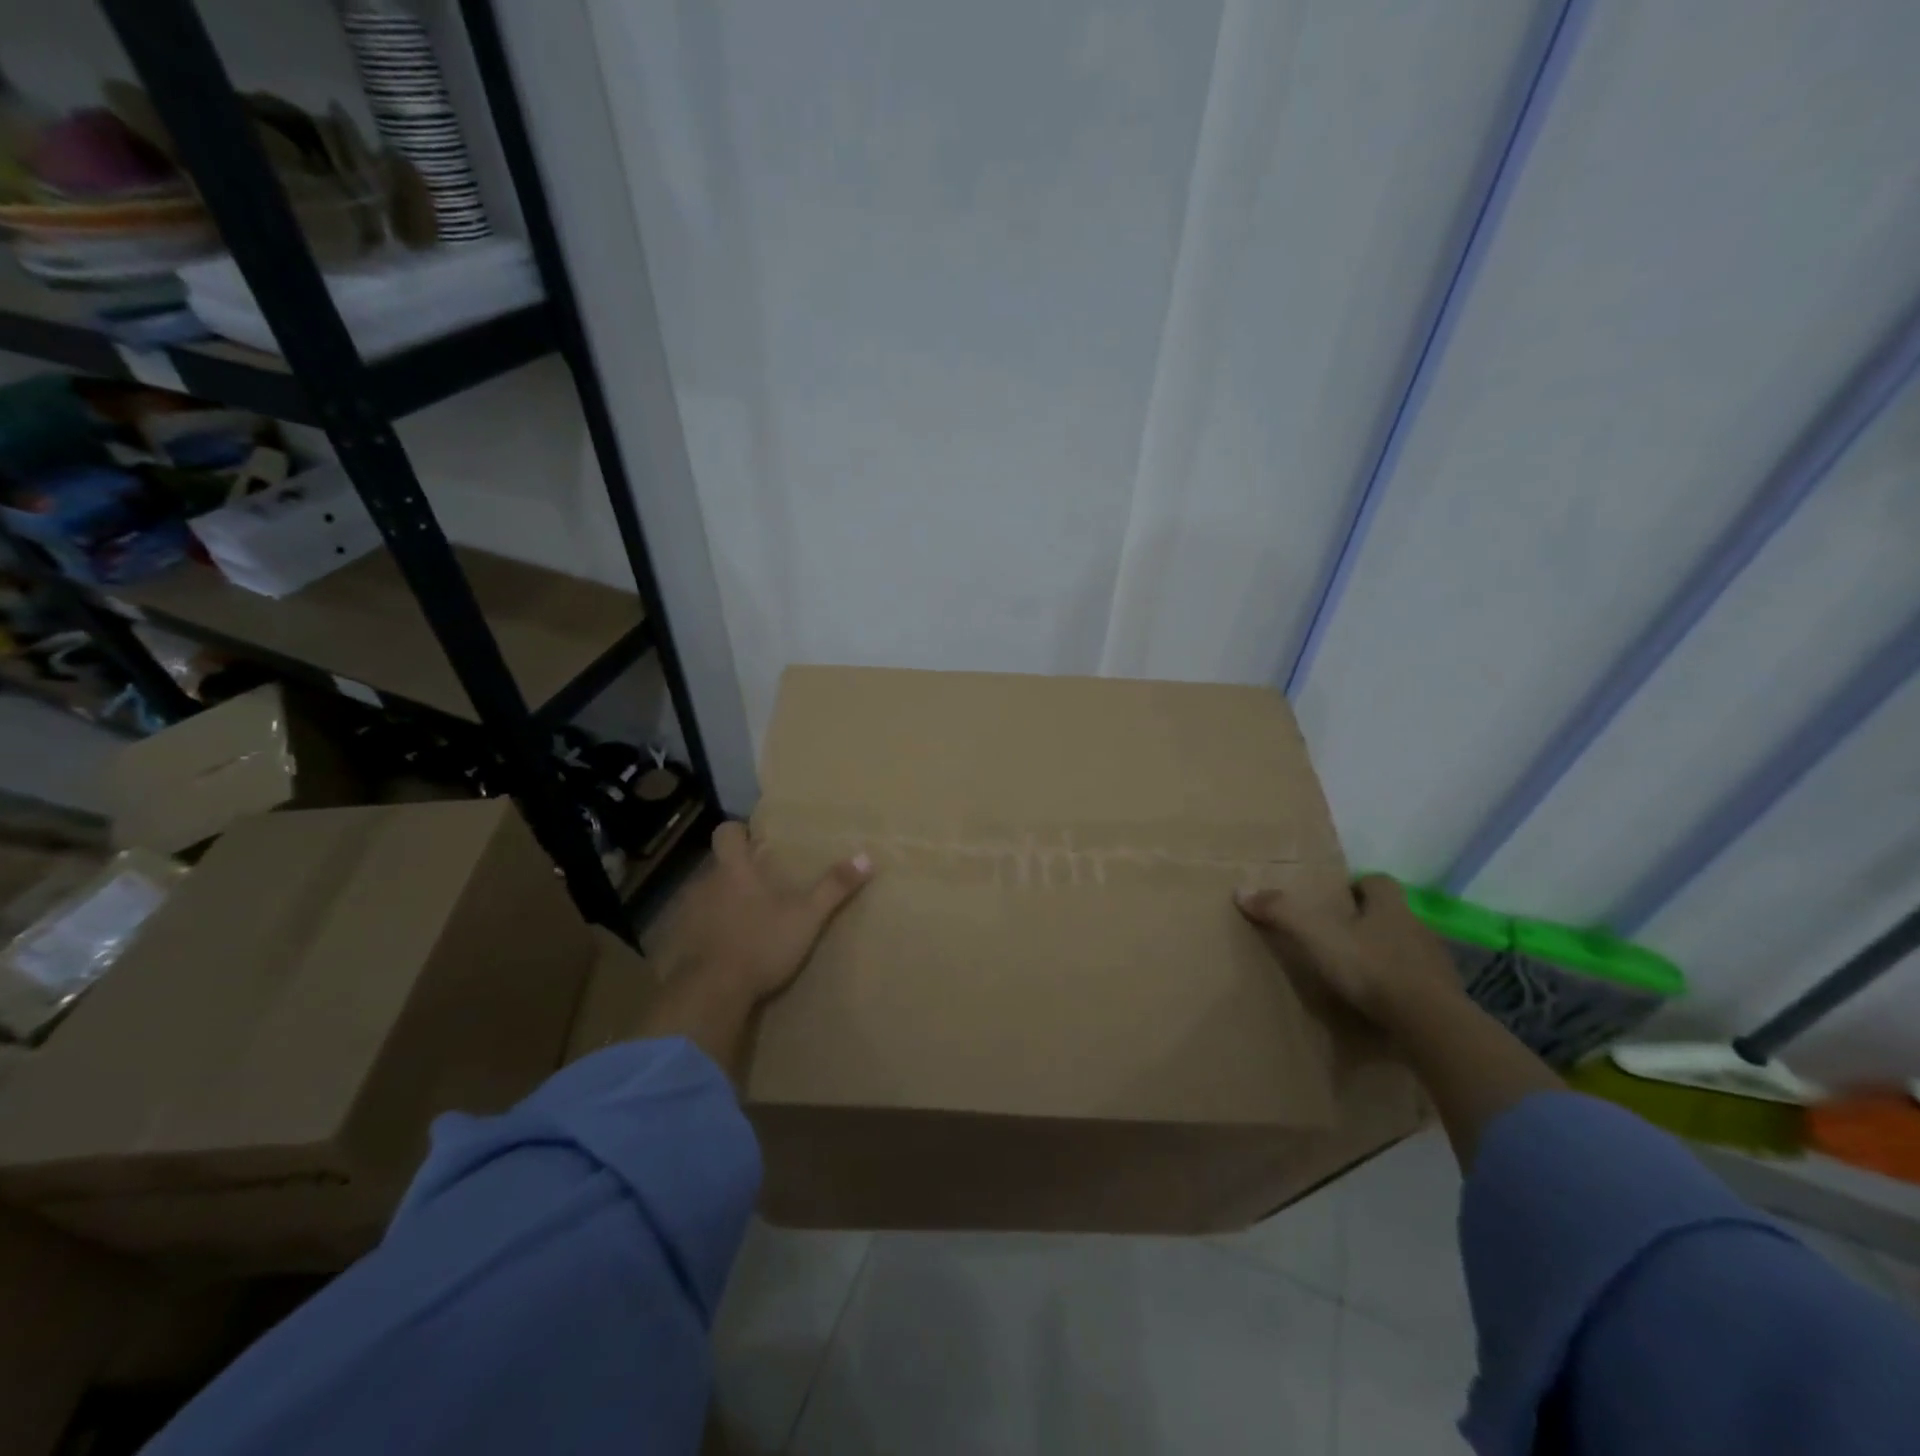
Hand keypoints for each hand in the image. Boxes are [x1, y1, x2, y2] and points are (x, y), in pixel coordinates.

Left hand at [666, 821, 872, 1002]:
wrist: (710, 993)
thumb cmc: (761, 944)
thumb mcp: (806, 916)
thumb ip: (834, 887)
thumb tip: (867, 857)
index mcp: (734, 870)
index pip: (726, 832)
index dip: (739, 833)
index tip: (755, 842)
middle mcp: (704, 883)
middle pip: (717, 866)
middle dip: (736, 873)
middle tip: (762, 888)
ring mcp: (686, 913)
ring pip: (704, 896)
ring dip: (720, 903)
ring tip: (745, 921)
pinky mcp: (676, 943)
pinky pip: (692, 928)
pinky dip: (706, 933)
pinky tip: (723, 950)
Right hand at [1235, 874, 1460, 1026]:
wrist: (1430, 1023)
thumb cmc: (1371, 967)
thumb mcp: (1316, 935)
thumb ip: (1281, 912)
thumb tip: (1241, 890)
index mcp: (1390, 906)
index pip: (1379, 882)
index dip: (1359, 886)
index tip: (1337, 899)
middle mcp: (1418, 928)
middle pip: (1393, 915)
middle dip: (1370, 922)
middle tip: (1339, 936)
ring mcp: (1436, 965)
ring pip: (1407, 950)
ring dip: (1386, 956)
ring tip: (1358, 973)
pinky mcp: (1444, 999)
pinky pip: (1418, 986)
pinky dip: (1400, 990)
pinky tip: (1380, 1004)